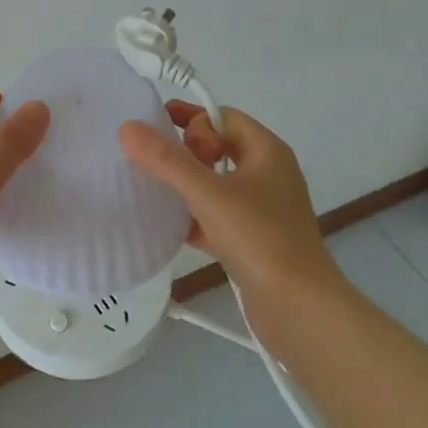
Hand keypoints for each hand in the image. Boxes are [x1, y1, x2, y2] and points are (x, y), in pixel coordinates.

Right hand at [118, 101, 340, 297]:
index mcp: (266, 151)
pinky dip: (194, 216)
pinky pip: (217, 216)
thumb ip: (166, 160)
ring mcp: (262, 209)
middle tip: (161, 164)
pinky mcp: (254, 241)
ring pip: (216, 184)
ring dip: (187, 184)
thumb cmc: (259, 237)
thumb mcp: (207, 193)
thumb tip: (128, 126)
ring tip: (154, 191)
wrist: (299, 309)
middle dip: (186, 152)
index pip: (223, 117)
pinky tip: (168, 227)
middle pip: (219, 148)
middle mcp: (268, 174)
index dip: (192, 121)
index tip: (162, 136)